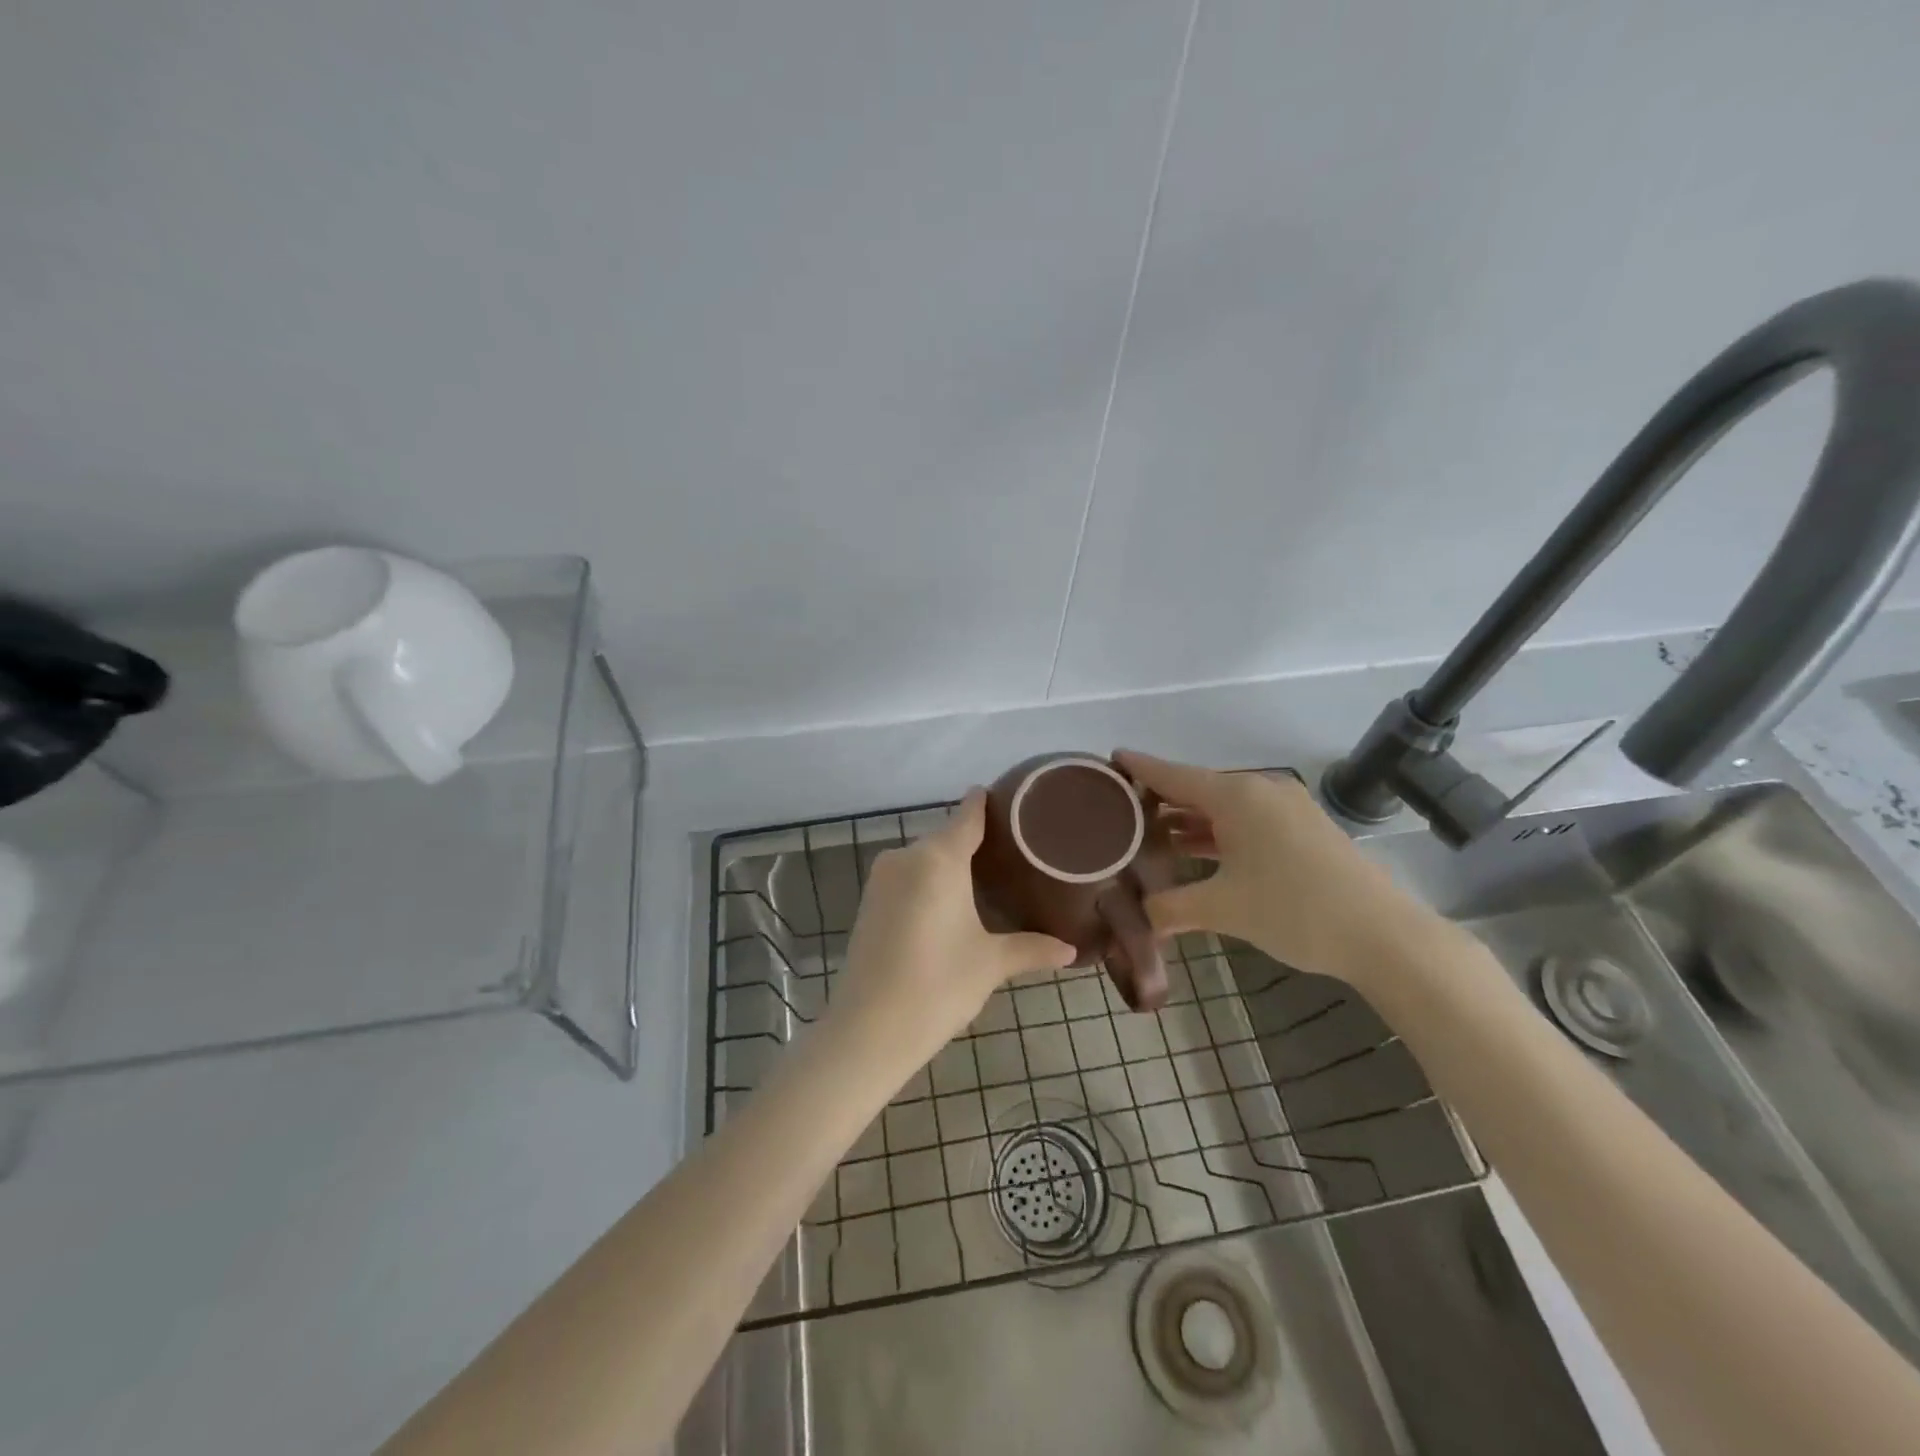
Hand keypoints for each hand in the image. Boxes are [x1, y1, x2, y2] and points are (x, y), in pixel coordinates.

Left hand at [835, 789, 1076, 1067]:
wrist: (868, 1029)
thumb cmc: (938, 986)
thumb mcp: (990, 964)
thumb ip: (1031, 948)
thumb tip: (1072, 950)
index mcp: (939, 858)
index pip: (967, 816)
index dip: (985, 803)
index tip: (1009, 797)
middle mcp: (907, 856)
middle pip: (946, 837)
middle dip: (974, 842)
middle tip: (1013, 853)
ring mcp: (882, 878)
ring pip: (925, 858)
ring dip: (950, 864)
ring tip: (987, 879)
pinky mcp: (869, 901)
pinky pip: (907, 877)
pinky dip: (929, 882)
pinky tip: (949, 904)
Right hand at [1116, 750, 1446, 988]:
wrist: (1384, 934)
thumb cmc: (1294, 909)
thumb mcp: (1223, 909)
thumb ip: (1171, 908)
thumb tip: (1141, 917)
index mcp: (1236, 797)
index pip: (1173, 775)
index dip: (1140, 767)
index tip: (1110, 758)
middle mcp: (1260, 791)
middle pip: (1198, 788)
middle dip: (1161, 799)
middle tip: (1122, 810)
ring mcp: (1286, 809)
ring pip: (1223, 807)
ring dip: (1190, 820)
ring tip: (1151, 833)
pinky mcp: (1303, 829)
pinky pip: (1246, 821)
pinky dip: (1218, 832)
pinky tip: (1198, 850)